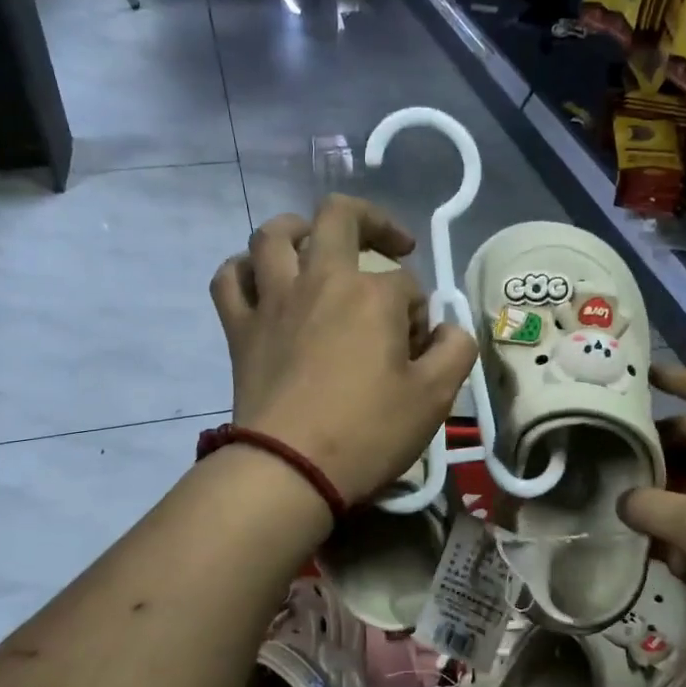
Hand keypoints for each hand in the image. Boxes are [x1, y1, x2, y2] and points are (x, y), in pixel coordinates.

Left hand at [210, 196, 477, 505]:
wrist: (289, 469)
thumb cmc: (368, 432)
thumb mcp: (435, 397)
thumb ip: (454, 350)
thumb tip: (448, 329)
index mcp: (372, 294)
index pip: (407, 285)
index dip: (419, 314)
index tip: (417, 351)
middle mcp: (320, 280)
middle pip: (340, 218)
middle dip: (373, 222)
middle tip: (391, 245)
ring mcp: (273, 300)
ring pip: (274, 235)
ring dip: (299, 229)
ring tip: (317, 244)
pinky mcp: (240, 328)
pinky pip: (230, 279)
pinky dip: (244, 270)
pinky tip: (261, 281)